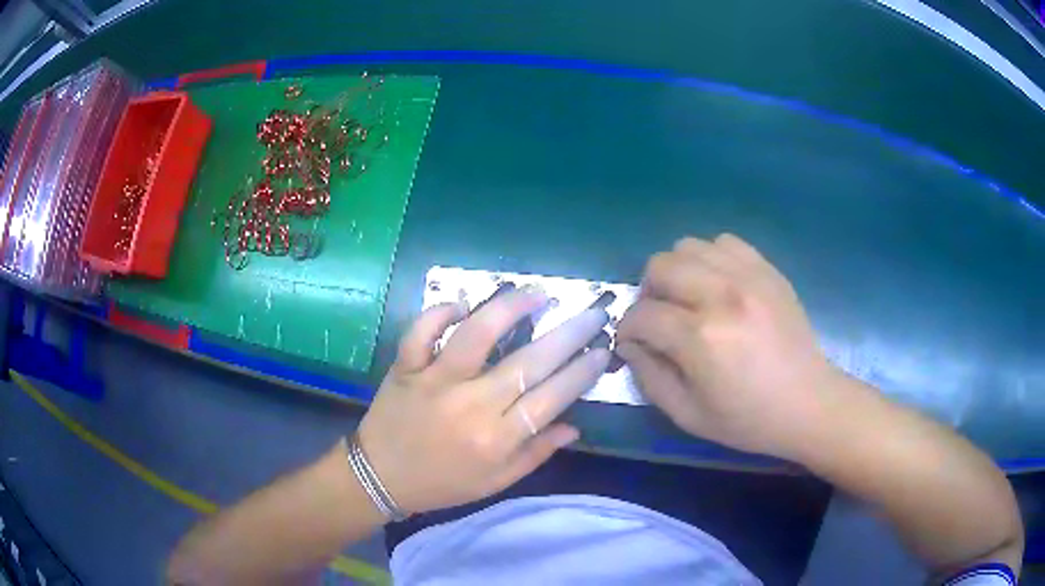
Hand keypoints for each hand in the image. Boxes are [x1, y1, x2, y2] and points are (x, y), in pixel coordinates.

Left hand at [358, 287, 609, 513]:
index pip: (551, 398)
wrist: (379, 478)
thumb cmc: (442, 484)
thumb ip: (535, 453)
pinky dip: (440, 313)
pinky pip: (421, 332)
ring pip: (476, 335)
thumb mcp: (495, 482)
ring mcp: (434, 381)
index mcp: (495, 439)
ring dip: (510, 308)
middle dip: (568, 334)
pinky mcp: (405, 367)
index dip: (582, 372)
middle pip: (528, 363)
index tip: (603, 350)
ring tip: (536, 292)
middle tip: (592, 313)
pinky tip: (462, 305)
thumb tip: (574, 426)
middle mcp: (470, 405)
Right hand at [616, 234, 845, 459]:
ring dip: (678, 272)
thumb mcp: (688, 415)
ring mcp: (748, 276)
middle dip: (648, 294)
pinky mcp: (767, 270)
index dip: (627, 330)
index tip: (633, 343)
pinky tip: (718, 286)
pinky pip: (725, 242)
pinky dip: (711, 259)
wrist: (808, 403)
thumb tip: (630, 344)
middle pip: (660, 266)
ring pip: (689, 246)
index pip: (642, 315)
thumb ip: (649, 377)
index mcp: (700, 337)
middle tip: (660, 319)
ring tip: (688, 299)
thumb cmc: (748, 419)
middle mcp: (721, 295)